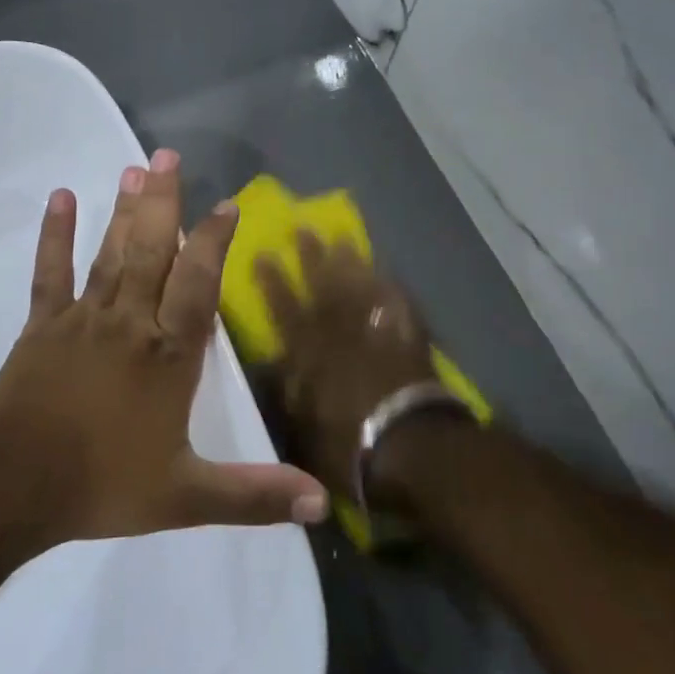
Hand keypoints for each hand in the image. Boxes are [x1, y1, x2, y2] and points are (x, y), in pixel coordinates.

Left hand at [0, 151, 327, 545]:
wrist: (12, 483)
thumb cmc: (102, 485)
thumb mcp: (186, 497)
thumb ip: (254, 495)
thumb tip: (324, 503)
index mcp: (168, 356)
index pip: (197, 285)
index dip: (213, 243)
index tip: (226, 205)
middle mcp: (130, 323)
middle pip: (151, 252)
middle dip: (163, 203)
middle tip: (167, 154)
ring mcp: (83, 319)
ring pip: (110, 254)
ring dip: (123, 211)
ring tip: (134, 169)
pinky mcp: (43, 325)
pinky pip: (52, 272)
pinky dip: (55, 235)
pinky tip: (61, 198)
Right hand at [257, 235, 440, 500]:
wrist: (411, 446)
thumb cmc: (349, 444)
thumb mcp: (301, 427)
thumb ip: (285, 392)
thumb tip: (271, 366)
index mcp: (310, 354)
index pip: (285, 309)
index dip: (273, 281)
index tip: (263, 253)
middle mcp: (341, 334)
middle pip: (324, 287)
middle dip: (311, 257)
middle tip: (304, 227)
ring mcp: (377, 333)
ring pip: (360, 288)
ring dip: (350, 263)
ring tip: (342, 237)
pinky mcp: (408, 341)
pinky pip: (398, 306)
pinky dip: (392, 289)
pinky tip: (387, 273)